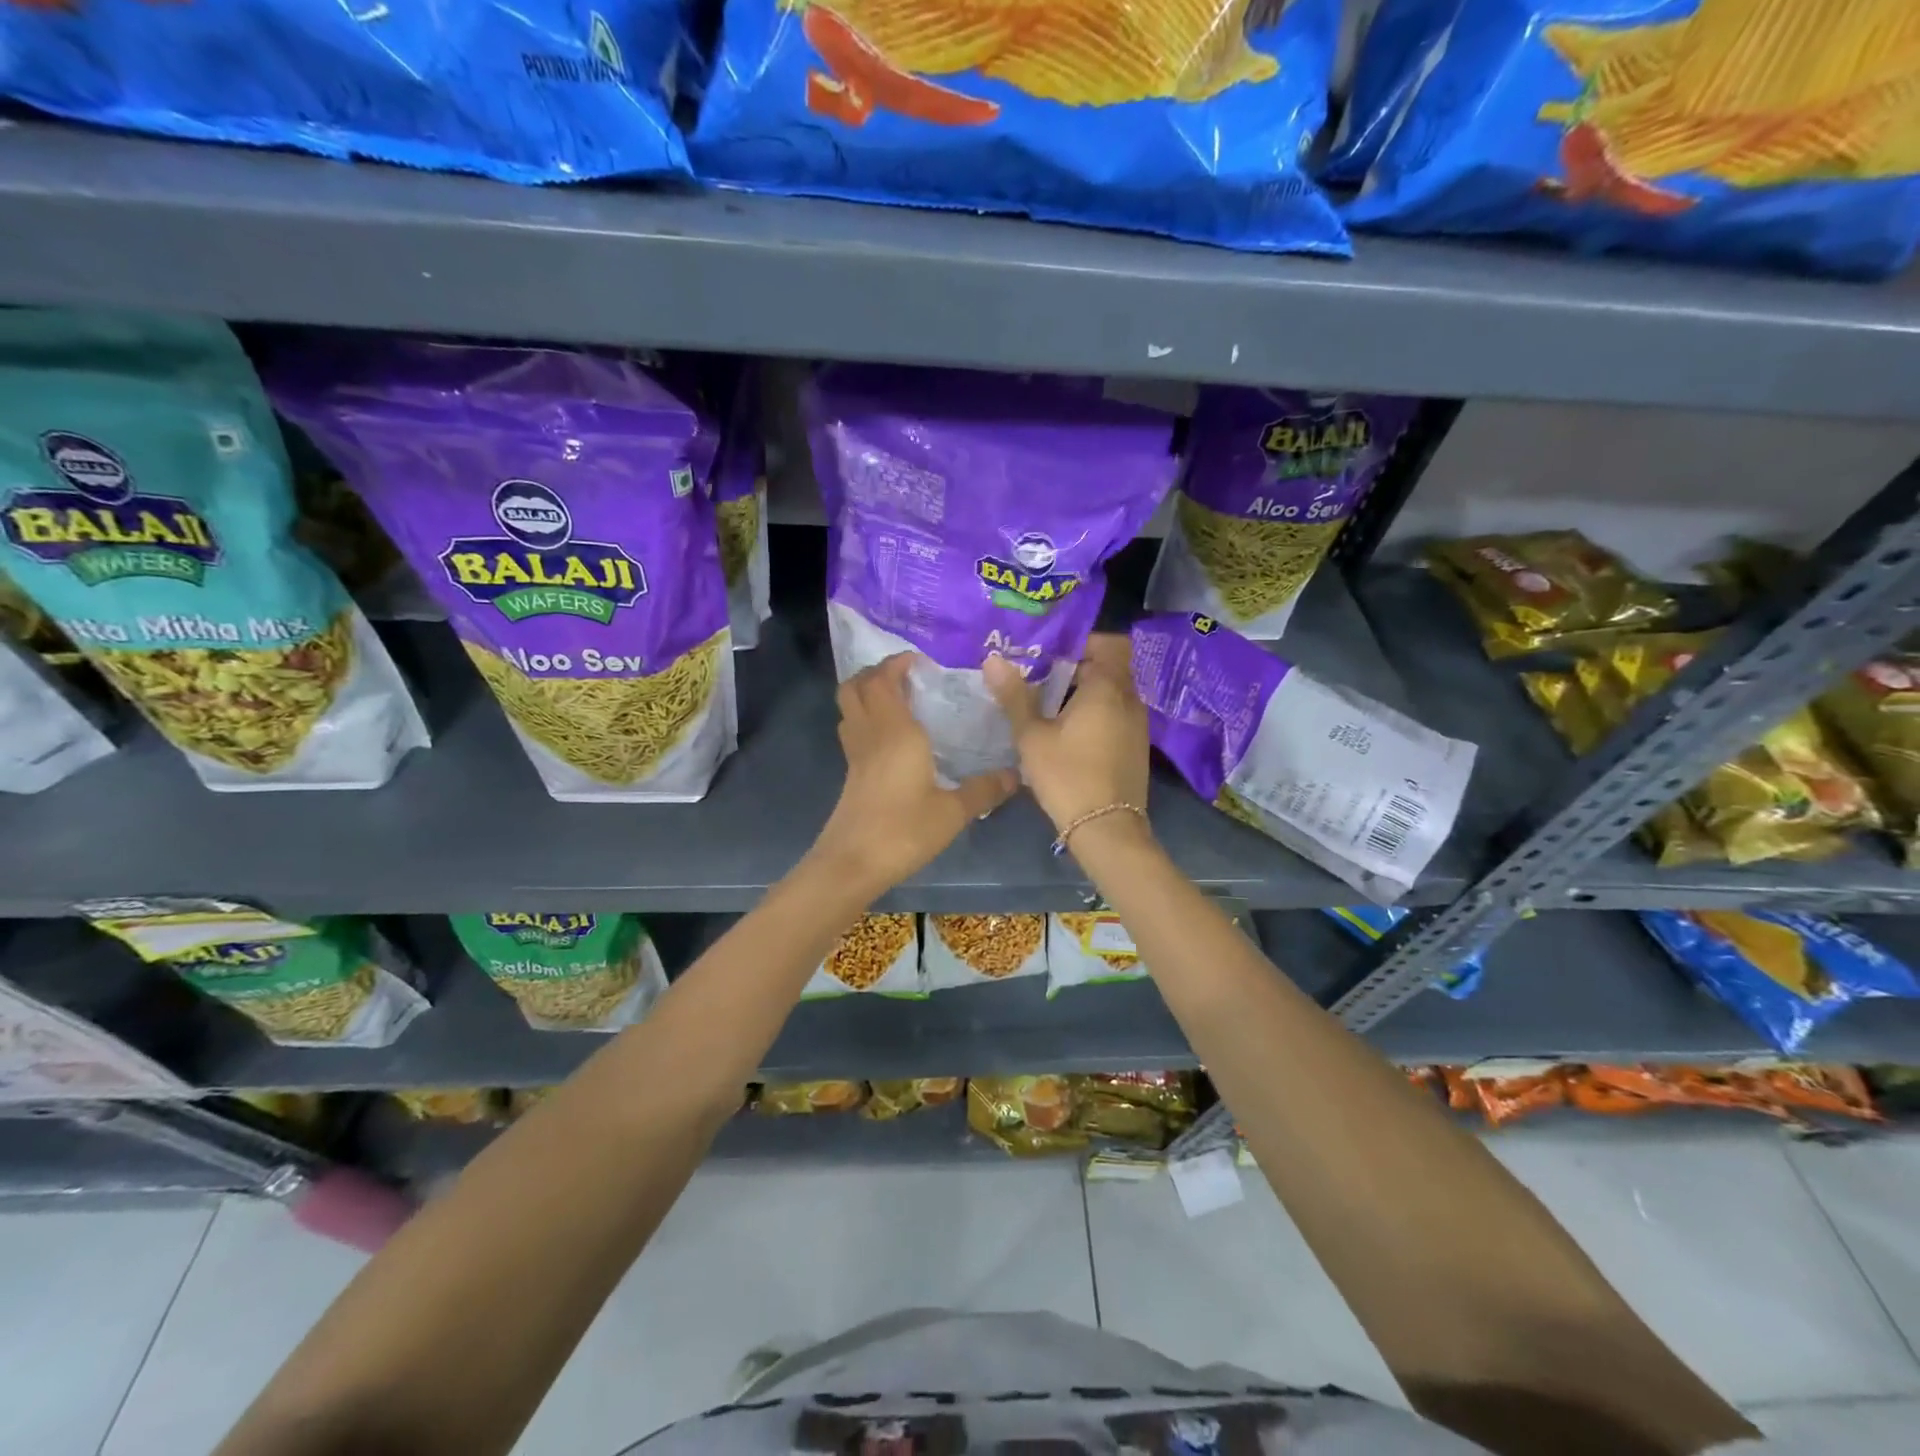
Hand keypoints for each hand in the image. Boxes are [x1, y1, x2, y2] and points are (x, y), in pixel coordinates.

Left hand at [811, 653, 1018, 895]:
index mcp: (895, 731)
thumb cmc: (903, 830)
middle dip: (876, 672)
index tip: (920, 660)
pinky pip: (853, 729)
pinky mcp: (851, 773)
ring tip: (898, 697)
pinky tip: (891, 736)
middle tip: (906, 675)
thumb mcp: (953, 812)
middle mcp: (870, 734)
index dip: (895, 663)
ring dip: (866, 692)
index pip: (882, 680)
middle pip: (855, 686)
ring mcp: (855, 754)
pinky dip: (866, 718)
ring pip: (849, 707)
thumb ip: (984, 790)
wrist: (853, 864)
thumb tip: (1016, 774)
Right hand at [985, 634, 1150, 836]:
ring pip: (1112, 692)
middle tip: (1039, 675)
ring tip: (1048, 703)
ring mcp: (1137, 723)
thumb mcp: (1032, 736)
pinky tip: (1068, 730)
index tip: (1046, 651)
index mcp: (1107, 688)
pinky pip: (1116, 713)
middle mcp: (1130, 699)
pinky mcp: (1136, 745)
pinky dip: (1095, 712)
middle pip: (1107, 667)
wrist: (1106, 829)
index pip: (1105, 643)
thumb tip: (993, 659)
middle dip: (1075, 667)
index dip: (1078, 642)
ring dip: (1084, 691)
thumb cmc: (1067, 776)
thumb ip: (1014, 696)